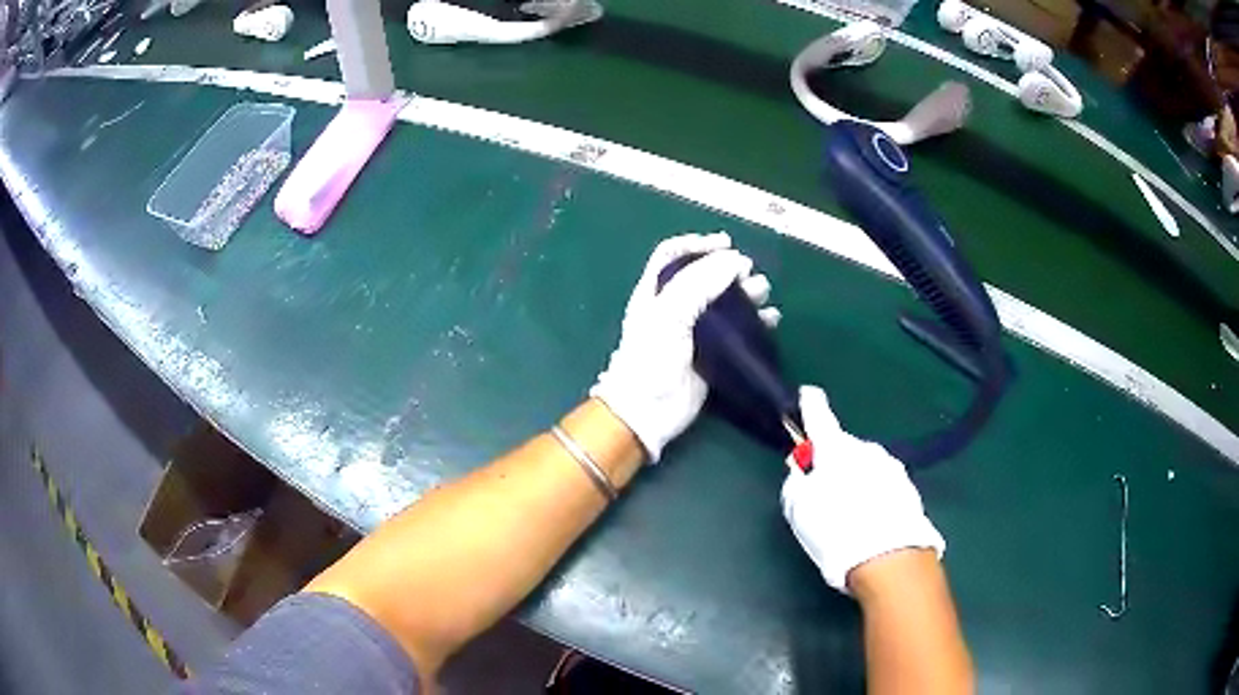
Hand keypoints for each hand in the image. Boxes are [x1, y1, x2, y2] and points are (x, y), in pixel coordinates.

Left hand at [590, 232, 779, 461]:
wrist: (648, 411)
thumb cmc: (651, 357)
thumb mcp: (670, 312)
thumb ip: (699, 283)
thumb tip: (734, 261)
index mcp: (656, 291)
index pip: (674, 254)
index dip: (697, 243)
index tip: (725, 244)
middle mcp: (675, 306)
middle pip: (706, 276)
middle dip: (729, 269)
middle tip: (749, 274)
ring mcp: (695, 331)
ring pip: (726, 302)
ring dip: (747, 293)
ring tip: (763, 294)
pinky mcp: (713, 354)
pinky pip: (739, 331)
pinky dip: (757, 322)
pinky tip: (771, 320)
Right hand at [781, 386, 944, 592]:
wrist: (888, 558)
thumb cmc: (835, 530)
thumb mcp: (799, 509)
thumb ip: (797, 482)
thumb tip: (803, 471)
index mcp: (836, 450)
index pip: (819, 417)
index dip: (811, 405)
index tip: (808, 394)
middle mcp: (867, 451)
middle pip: (846, 449)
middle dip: (836, 464)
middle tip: (825, 494)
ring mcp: (892, 469)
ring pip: (868, 469)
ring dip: (858, 482)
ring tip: (850, 517)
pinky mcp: (910, 490)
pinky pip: (884, 487)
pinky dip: (876, 497)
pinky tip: (870, 523)